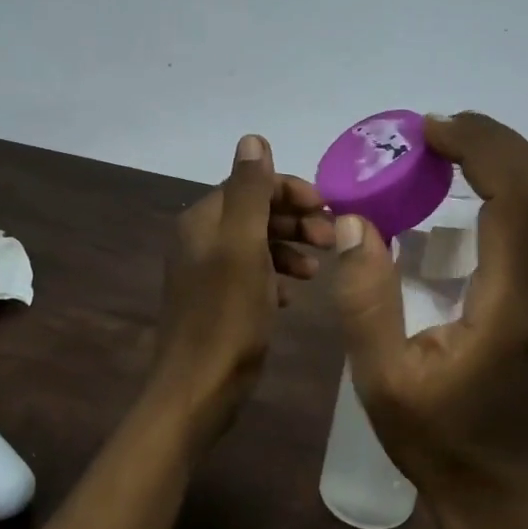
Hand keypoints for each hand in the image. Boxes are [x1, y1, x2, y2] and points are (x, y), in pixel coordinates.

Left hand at [147, 134, 333, 442]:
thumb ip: (250, 192)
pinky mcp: (217, 300)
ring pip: (257, 244)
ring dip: (290, 248)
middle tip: (329, 241)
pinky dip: (276, 276)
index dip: (292, 191)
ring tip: (315, 272)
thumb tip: (252, 138)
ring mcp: (207, 271)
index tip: (329, 210)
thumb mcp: (243, 248)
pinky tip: (294, 296)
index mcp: (204, 220)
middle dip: (295, 220)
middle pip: (256, 212)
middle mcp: (201, 239)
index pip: (252, 184)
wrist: (198, 389)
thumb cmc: (227, 316)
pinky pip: (253, 274)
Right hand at [331, 112, 527, 528]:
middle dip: (495, 140)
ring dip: (509, 159)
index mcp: (513, 305)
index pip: (518, 195)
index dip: (479, 146)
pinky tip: (472, 192)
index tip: (428, 131)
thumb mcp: (382, 380)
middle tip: (435, 132)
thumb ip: (365, 299)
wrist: (506, 495)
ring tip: (451, 150)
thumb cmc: (440, 443)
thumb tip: (356, 222)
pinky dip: (516, 186)